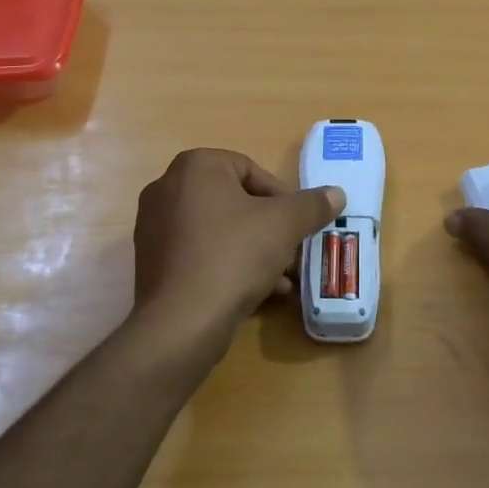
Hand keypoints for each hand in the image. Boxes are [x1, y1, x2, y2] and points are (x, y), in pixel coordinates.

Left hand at [133, 148, 343, 342]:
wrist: (182, 320)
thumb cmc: (234, 255)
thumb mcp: (284, 225)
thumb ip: (312, 205)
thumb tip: (336, 193)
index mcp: (195, 167)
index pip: (249, 169)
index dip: (281, 196)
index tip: (299, 223)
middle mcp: (167, 188)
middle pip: (234, 201)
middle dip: (269, 227)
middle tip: (293, 250)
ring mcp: (154, 227)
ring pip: (218, 230)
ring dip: (254, 250)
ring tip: (282, 277)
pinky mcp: (152, 262)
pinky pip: (199, 253)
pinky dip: (228, 265)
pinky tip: (258, 292)